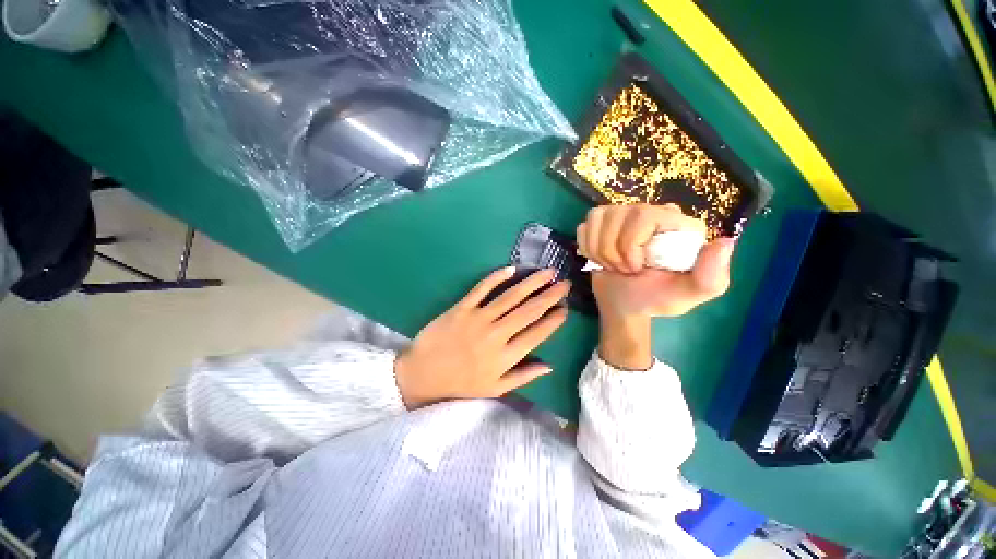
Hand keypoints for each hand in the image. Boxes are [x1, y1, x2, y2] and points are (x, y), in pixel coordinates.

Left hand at [394, 267, 569, 408]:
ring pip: (510, 296)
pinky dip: (496, 277)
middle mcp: (496, 334)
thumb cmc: (460, 383)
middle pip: (528, 311)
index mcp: (505, 356)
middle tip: (564, 284)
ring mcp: (478, 318)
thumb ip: (523, 377)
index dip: (553, 320)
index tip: (565, 308)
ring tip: (547, 272)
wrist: (423, 374)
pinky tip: (511, 269)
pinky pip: (481, 289)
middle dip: (549, 296)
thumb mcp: (494, 389)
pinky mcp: (462, 307)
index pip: (536, 334)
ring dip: (531, 283)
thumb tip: (549, 366)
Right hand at [577, 204, 735, 318]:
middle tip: (624, 270)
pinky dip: (587, 247)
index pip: (643, 216)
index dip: (631, 245)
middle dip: (613, 251)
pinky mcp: (600, 223)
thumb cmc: (654, 299)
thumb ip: (711, 277)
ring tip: (613, 265)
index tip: (637, 268)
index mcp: (675, 224)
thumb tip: (723, 242)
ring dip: (599, 251)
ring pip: (597, 218)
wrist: (623, 305)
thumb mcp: (687, 295)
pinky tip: (598, 258)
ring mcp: (621, 214)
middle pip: (617, 215)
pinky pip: (584, 226)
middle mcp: (649, 211)